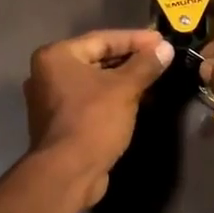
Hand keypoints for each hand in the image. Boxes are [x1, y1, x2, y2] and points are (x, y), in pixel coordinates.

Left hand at [24, 28, 174, 205]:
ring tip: (154, 77)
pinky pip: (92, 100)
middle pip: (97, 59)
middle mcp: (48, 74)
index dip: (135, 39)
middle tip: (160, 58)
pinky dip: (113, 98)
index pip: (102, 39)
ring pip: (95, 81)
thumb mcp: (124, 89)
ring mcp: (52, 100)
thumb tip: (165, 48)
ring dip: (124, 80)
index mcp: (56, 57)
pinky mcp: (61, 122)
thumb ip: (145, 65)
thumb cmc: (93, 121)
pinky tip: (138, 100)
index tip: (162, 40)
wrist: (68, 173)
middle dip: (130, 59)